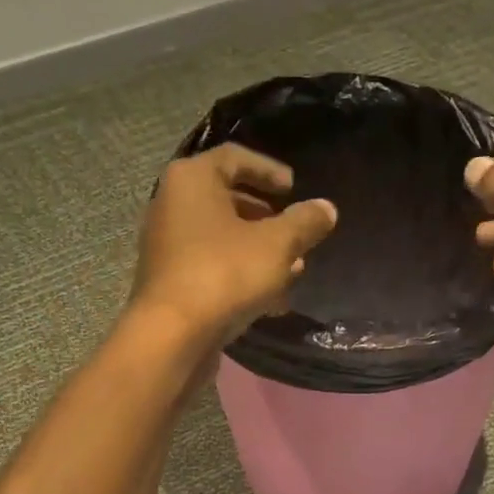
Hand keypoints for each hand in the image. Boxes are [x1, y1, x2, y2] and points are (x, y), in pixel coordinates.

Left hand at [131, 143, 337, 346]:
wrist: (172, 335)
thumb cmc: (224, 274)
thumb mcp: (277, 245)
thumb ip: (304, 223)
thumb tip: (326, 208)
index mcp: (192, 180)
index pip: (234, 158)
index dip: (268, 170)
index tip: (294, 188)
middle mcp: (172, 205)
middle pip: (226, 199)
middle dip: (266, 216)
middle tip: (295, 229)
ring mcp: (167, 245)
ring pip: (221, 237)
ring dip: (258, 249)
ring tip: (293, 268)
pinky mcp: (171, 280)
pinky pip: (211, 265)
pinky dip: (240, 272)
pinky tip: (270, 298)